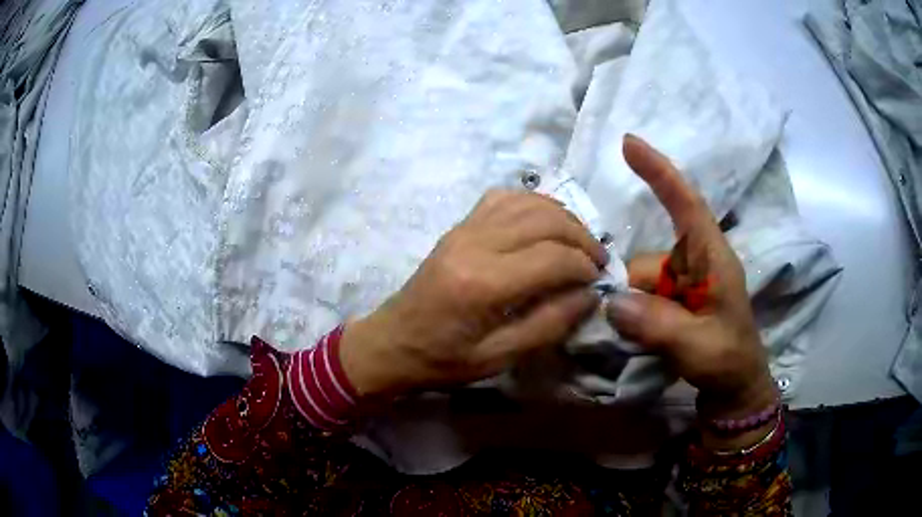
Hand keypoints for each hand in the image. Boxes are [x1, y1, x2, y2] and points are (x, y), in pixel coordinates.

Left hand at [340, 190, 607, 397]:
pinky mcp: (459, 226)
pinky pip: (502, 198)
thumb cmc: (443, 360)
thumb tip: (590, 295)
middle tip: (597, 260)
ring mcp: (464, 229)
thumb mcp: (499, 358)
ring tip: (579, 241)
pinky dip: (533, 203)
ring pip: (527, 201)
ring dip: (562, 216)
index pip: (553, 258)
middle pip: (545, 220)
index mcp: (483, 283)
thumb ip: (549, 324)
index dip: (584, 266)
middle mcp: (475, 244)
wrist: (392, 342)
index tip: (599, 280)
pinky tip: (546, 221)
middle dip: (581, 237)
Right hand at [606, 135, 776, 448]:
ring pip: (640, 283)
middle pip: (648, 259)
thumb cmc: (729, 360)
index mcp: (713, 258)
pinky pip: (642, 298)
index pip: (687, 205)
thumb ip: (657, 324)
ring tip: (640, 342)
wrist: (736, 388)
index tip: (629, 142)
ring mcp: (683, 284)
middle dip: (629, 289)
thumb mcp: (698, 345)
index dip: (660, 172)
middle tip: (620, 325)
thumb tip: (611, 303)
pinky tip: (637, 339)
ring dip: (632, 309)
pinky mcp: (674, 302)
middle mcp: (695, 263)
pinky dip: (633, 316)